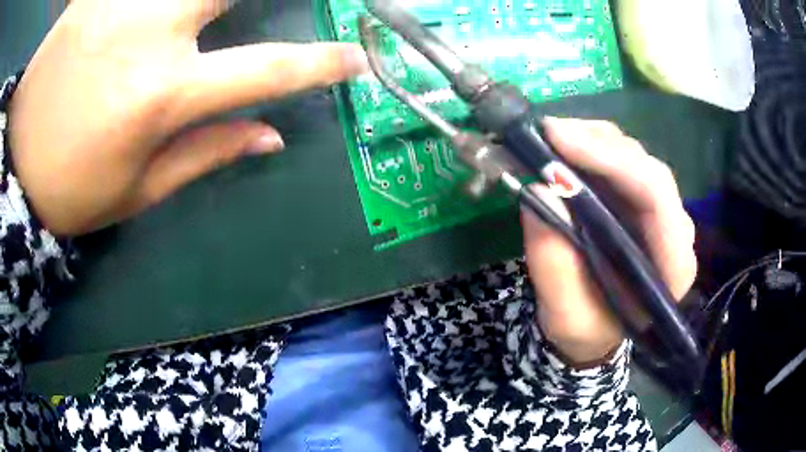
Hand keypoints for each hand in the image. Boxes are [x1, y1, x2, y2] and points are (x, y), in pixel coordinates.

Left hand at [9, 0, 366, 235]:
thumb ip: (205, 155)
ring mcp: (119, 4)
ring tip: (191, 21)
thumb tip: (270, 136)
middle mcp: (150, 33)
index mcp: (162, 94)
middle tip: (265, 10)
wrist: (13, 160)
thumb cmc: (67, 188)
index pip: (266, 69)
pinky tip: (141, 11)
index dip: (319, 63)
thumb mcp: (135, 191)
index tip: (354, 58)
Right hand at [523, 118, 696, 365]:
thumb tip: (540, 191)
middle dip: (598, 145)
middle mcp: (676, 230)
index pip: (657, 198)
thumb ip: (555, 263)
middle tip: (547, 134)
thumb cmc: (586, 328)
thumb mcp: (564, 314)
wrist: (596, 329)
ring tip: (551, 137)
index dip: (611, 161)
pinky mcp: (642, 200)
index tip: (558, 141)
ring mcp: (661, 211)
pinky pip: (622, 160)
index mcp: (673, 267)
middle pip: (647, 168)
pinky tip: (565, 146)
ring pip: (635, 156)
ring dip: (593, 139)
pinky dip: (592, 146)